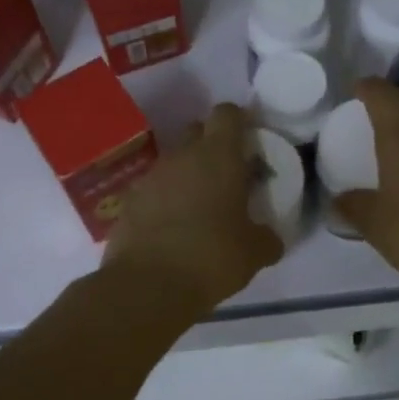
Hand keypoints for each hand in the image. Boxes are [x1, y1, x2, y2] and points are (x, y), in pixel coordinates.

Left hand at [104, 102, 284, 316]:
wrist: (147, 286)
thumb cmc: (212, 258)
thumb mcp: (255, 252)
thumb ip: (267, 237)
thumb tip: (270, 238)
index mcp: (218, 156)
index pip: (227, 113)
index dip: (239, 122)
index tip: (249, 142)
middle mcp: (182, 156)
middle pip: (197, 131)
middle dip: (212, 146)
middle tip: (228, 176)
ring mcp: (150, 177)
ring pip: (174, 162)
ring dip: (188, 176)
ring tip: (200, 209)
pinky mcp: (128, 202)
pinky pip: (153, 190)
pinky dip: (164, 201)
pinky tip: (173, 229)